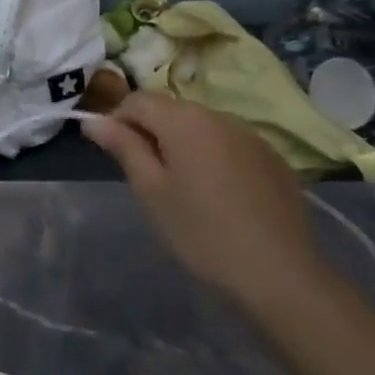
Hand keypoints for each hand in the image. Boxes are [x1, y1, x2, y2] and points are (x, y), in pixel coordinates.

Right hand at [82, 91, 329, 312]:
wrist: (281, 274)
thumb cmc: (202, 232)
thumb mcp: (151, 191)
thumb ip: (123, 147)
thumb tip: (93, 121)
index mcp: (184, 120)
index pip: (137, 100)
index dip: (117, 121)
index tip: (114, 155)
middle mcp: (218, 116)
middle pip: (170, 109)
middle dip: (150, 131)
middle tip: (145, 175)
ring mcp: (251, 136)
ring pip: (200, 125)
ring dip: (181, 143)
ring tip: (181, 186)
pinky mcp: (272, 158)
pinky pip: (228, 143)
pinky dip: (212, 155)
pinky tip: (217, 193)